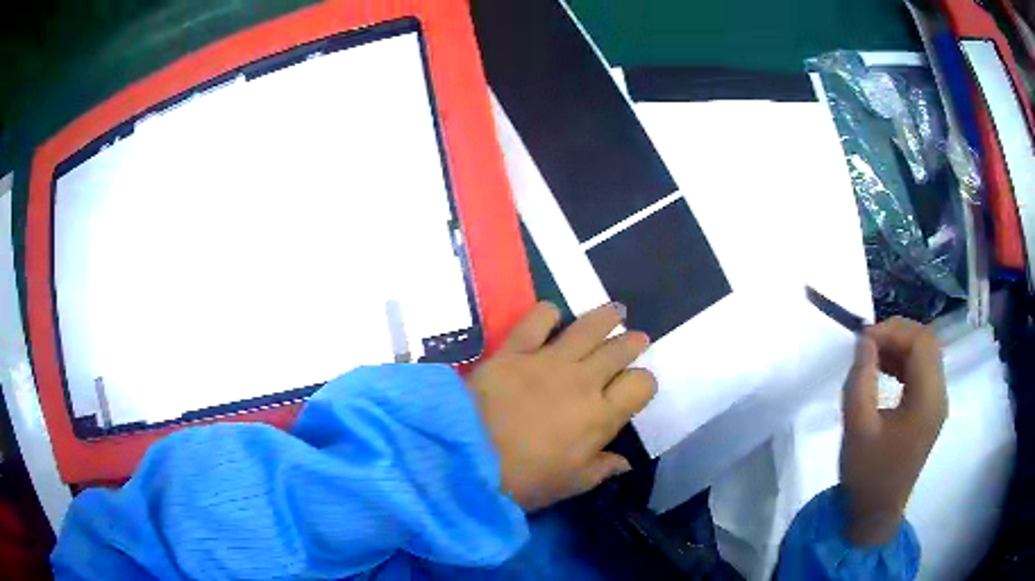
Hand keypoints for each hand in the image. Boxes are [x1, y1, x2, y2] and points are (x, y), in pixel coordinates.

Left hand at [467, 301, 655, 511]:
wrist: (466, 458)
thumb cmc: (523, 479)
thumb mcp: (569, 484)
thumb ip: (601, 469)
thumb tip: (624, 462)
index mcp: (601, 416)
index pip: (641, 384)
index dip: (644, 383)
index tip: (637, 387)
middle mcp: (582, 380)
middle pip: (619, 349)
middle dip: (633, 342)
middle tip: (636, 339)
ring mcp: (548, 361)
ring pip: (588, 327)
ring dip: (607, 317)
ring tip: (616, 312)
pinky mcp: (514, 350)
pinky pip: (537, 319)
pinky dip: (549, 313)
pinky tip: (554, 317)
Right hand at [840, 317, 947, 544]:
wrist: (875, 515)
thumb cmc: (867, 474)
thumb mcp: (857, 427)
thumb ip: (860, 379)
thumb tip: (864, 341)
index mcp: (927, 399)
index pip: (920, 341)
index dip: (892, 331)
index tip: (862, 341)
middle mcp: (939, 395)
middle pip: (927, 343)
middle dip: (897, 334)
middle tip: (867, 344)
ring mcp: (937, 404)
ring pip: (926, 354)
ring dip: (900, 347)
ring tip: (873, 356)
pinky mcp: (930, 412)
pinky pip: (923, 372)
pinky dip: (905, 363)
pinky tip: (885, 371)